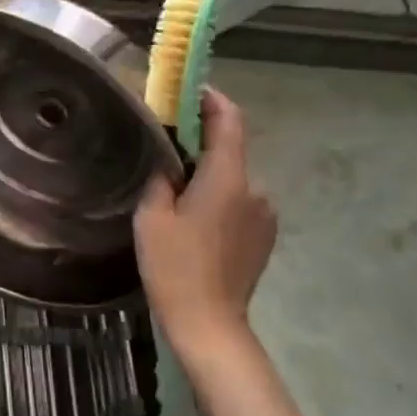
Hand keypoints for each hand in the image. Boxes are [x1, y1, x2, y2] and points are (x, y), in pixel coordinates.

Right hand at [135, 87, 277, 355]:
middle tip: (164, 153)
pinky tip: (194, 226)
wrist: (209, 323)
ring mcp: (264, 215)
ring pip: (233, 181)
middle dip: (199, 146)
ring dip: (208, 179)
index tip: (188, 92)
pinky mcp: (264, 238)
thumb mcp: (152, 217)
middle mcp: (255, 189)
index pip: (229, 120)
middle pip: (229, 152)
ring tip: (175, 198)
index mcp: (228, 178)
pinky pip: (239, 205)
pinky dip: (218, 202)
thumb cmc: (175, 266)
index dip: (212, 99)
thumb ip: (161, 179)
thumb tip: (169, 163)